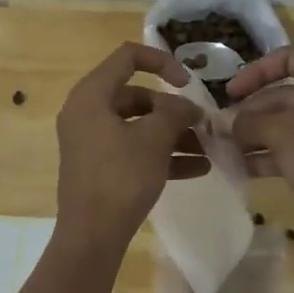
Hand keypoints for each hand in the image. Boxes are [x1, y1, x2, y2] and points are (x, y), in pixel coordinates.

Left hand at [55, 43, 208, 246]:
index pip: (128, 57)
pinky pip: (133, 150)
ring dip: (173, 135)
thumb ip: (175, 113)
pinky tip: (197, 169)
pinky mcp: (99, 167)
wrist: (92, 235)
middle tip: (202, 126)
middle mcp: (87, 112)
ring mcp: (91, 141)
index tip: (188, 84)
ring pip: (138, 126)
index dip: (162, 62)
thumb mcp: (154, 139)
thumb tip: (188, 107)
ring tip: (206, 150)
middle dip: (173, 110)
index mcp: (92, 95)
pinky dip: (161, 155)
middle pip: (137, 96)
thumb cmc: (120, 177)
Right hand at [227, 46, 293, 246]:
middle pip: (286, 95)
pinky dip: (274, 154)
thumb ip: (249, 122)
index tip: (230, 95)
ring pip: (291, 124)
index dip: (254, 73)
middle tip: (222, 131)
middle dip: (252, 113)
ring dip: (258, 135)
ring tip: (227, 150)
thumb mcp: (282, 135)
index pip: (289, 58)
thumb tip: (228, 124)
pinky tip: (245, 169)